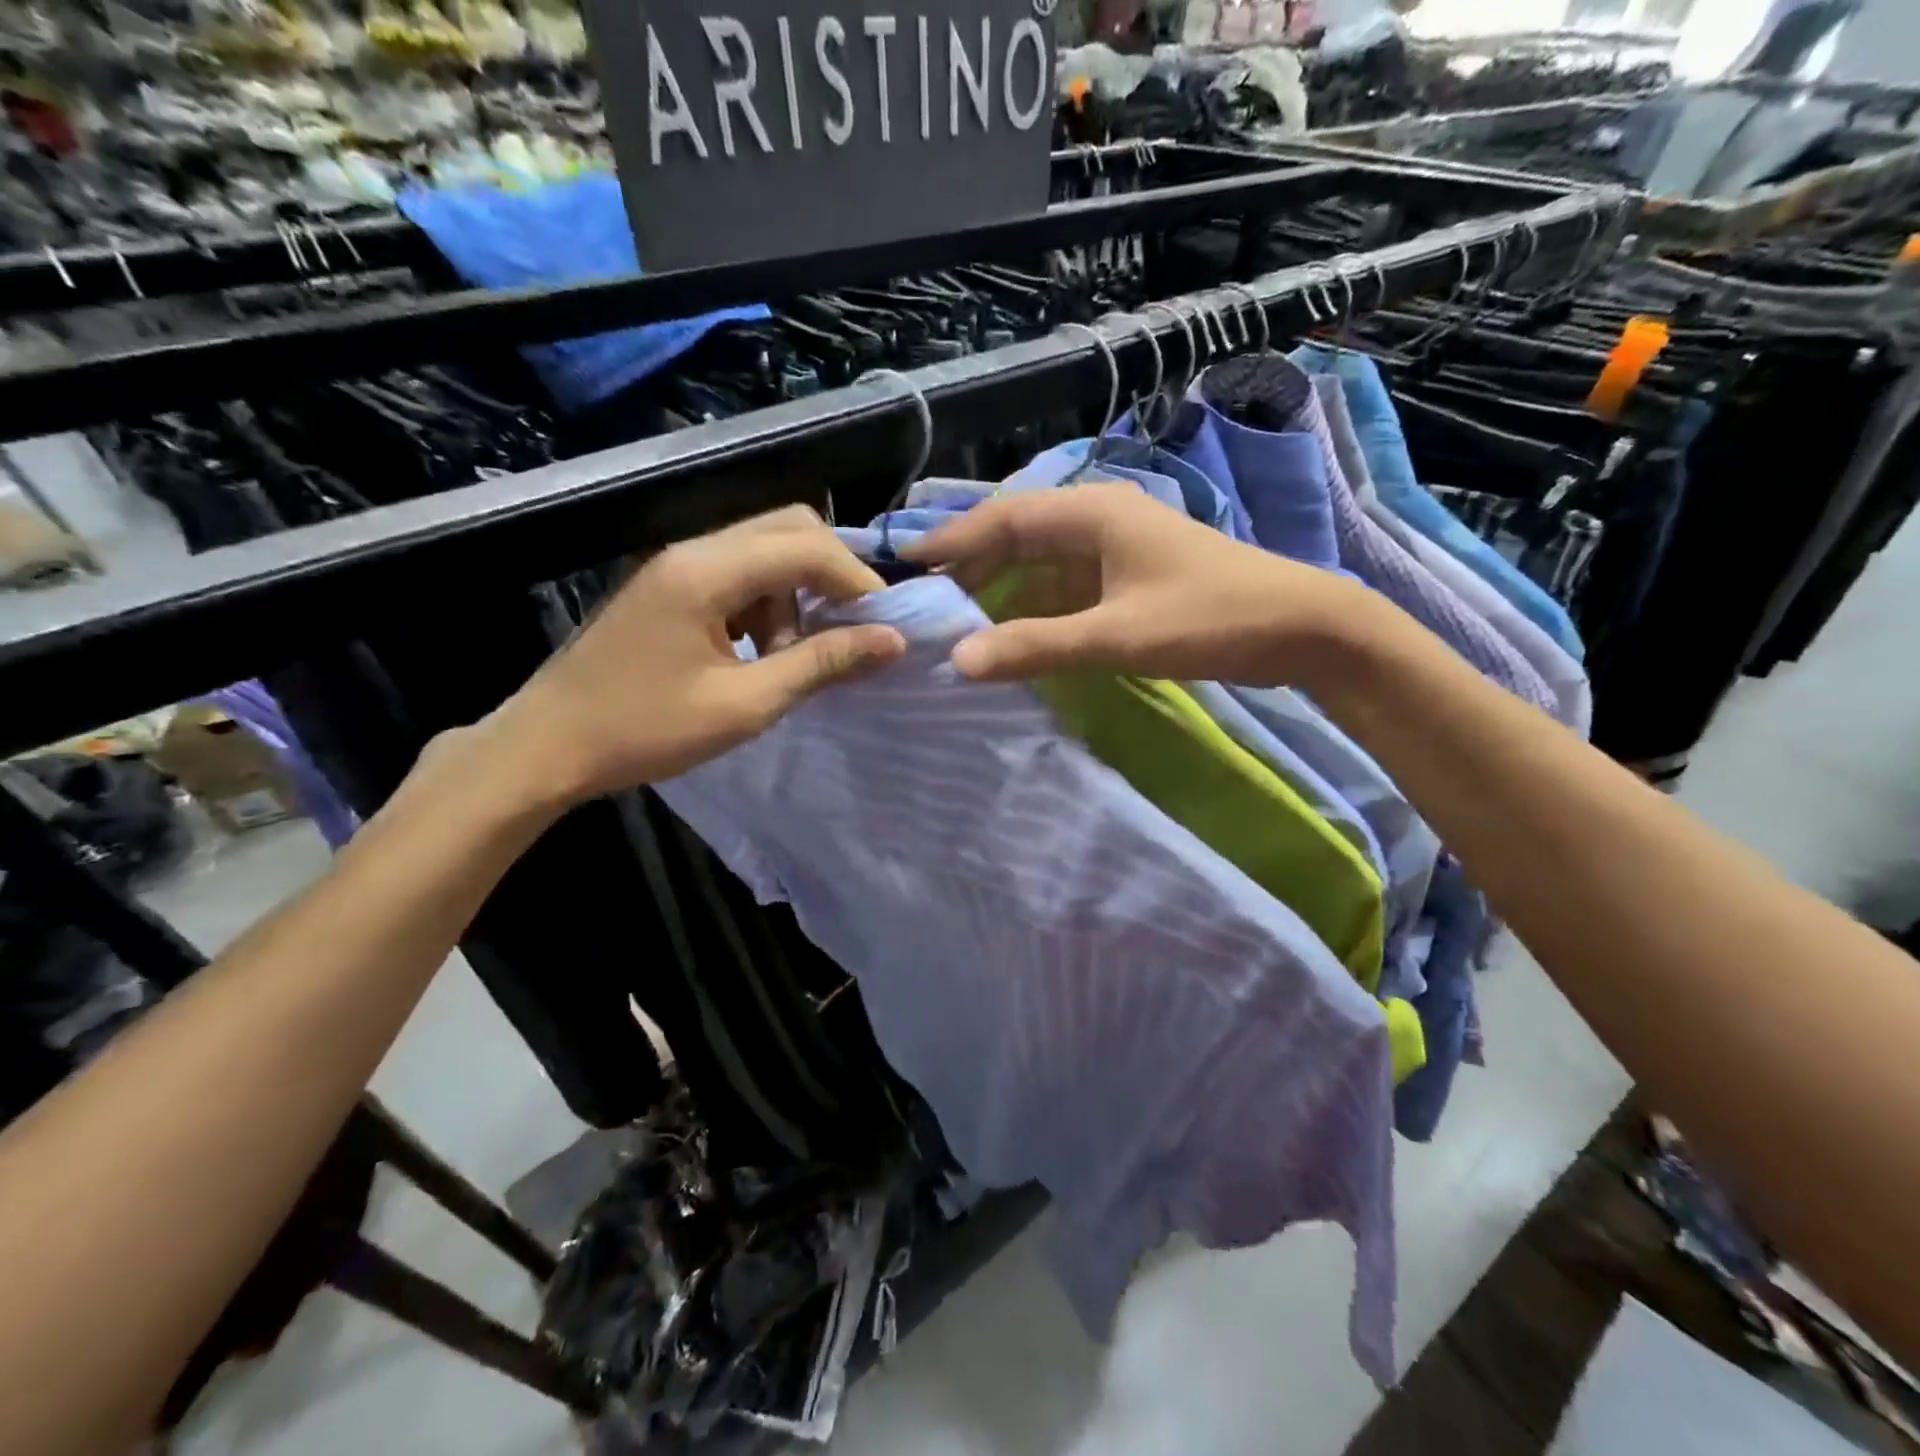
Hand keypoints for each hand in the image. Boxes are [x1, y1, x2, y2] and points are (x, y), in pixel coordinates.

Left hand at [490, 506, 904, 802]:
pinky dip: (767, 603)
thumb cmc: (645, 730)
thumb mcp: (744, 704)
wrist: (548, 745)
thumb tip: (890, 641)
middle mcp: (694, 550)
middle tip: (851, 629)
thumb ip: (820, 664)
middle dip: (831, 575)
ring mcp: (678, 565)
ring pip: (765, 550)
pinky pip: (738, 574)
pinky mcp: (670, 586)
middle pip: (788, 528)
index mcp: (708, 571)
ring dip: (796, 593)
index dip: (857, 581)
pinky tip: (760, 652)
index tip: (885, 627)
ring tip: (795, 654)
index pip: (807, 546)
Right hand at [903, 484, 1373, 686]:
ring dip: (1002, 592)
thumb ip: (1036, 646)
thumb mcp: (1117, 635)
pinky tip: (1013, 636)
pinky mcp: (1130, 578)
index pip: (1004, 518)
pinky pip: (1066, 587)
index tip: (904, 564)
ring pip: (1041, 564)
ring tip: (957, 625)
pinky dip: (1035, 609)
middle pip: (1017, 537)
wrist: (1302, 628)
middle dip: (972, 570)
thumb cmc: (1210, 618)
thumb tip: (959, 659)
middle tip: (926, 607)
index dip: (952, 539)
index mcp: (1092, 513)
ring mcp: (1117, 549)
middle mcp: (1099, 520)